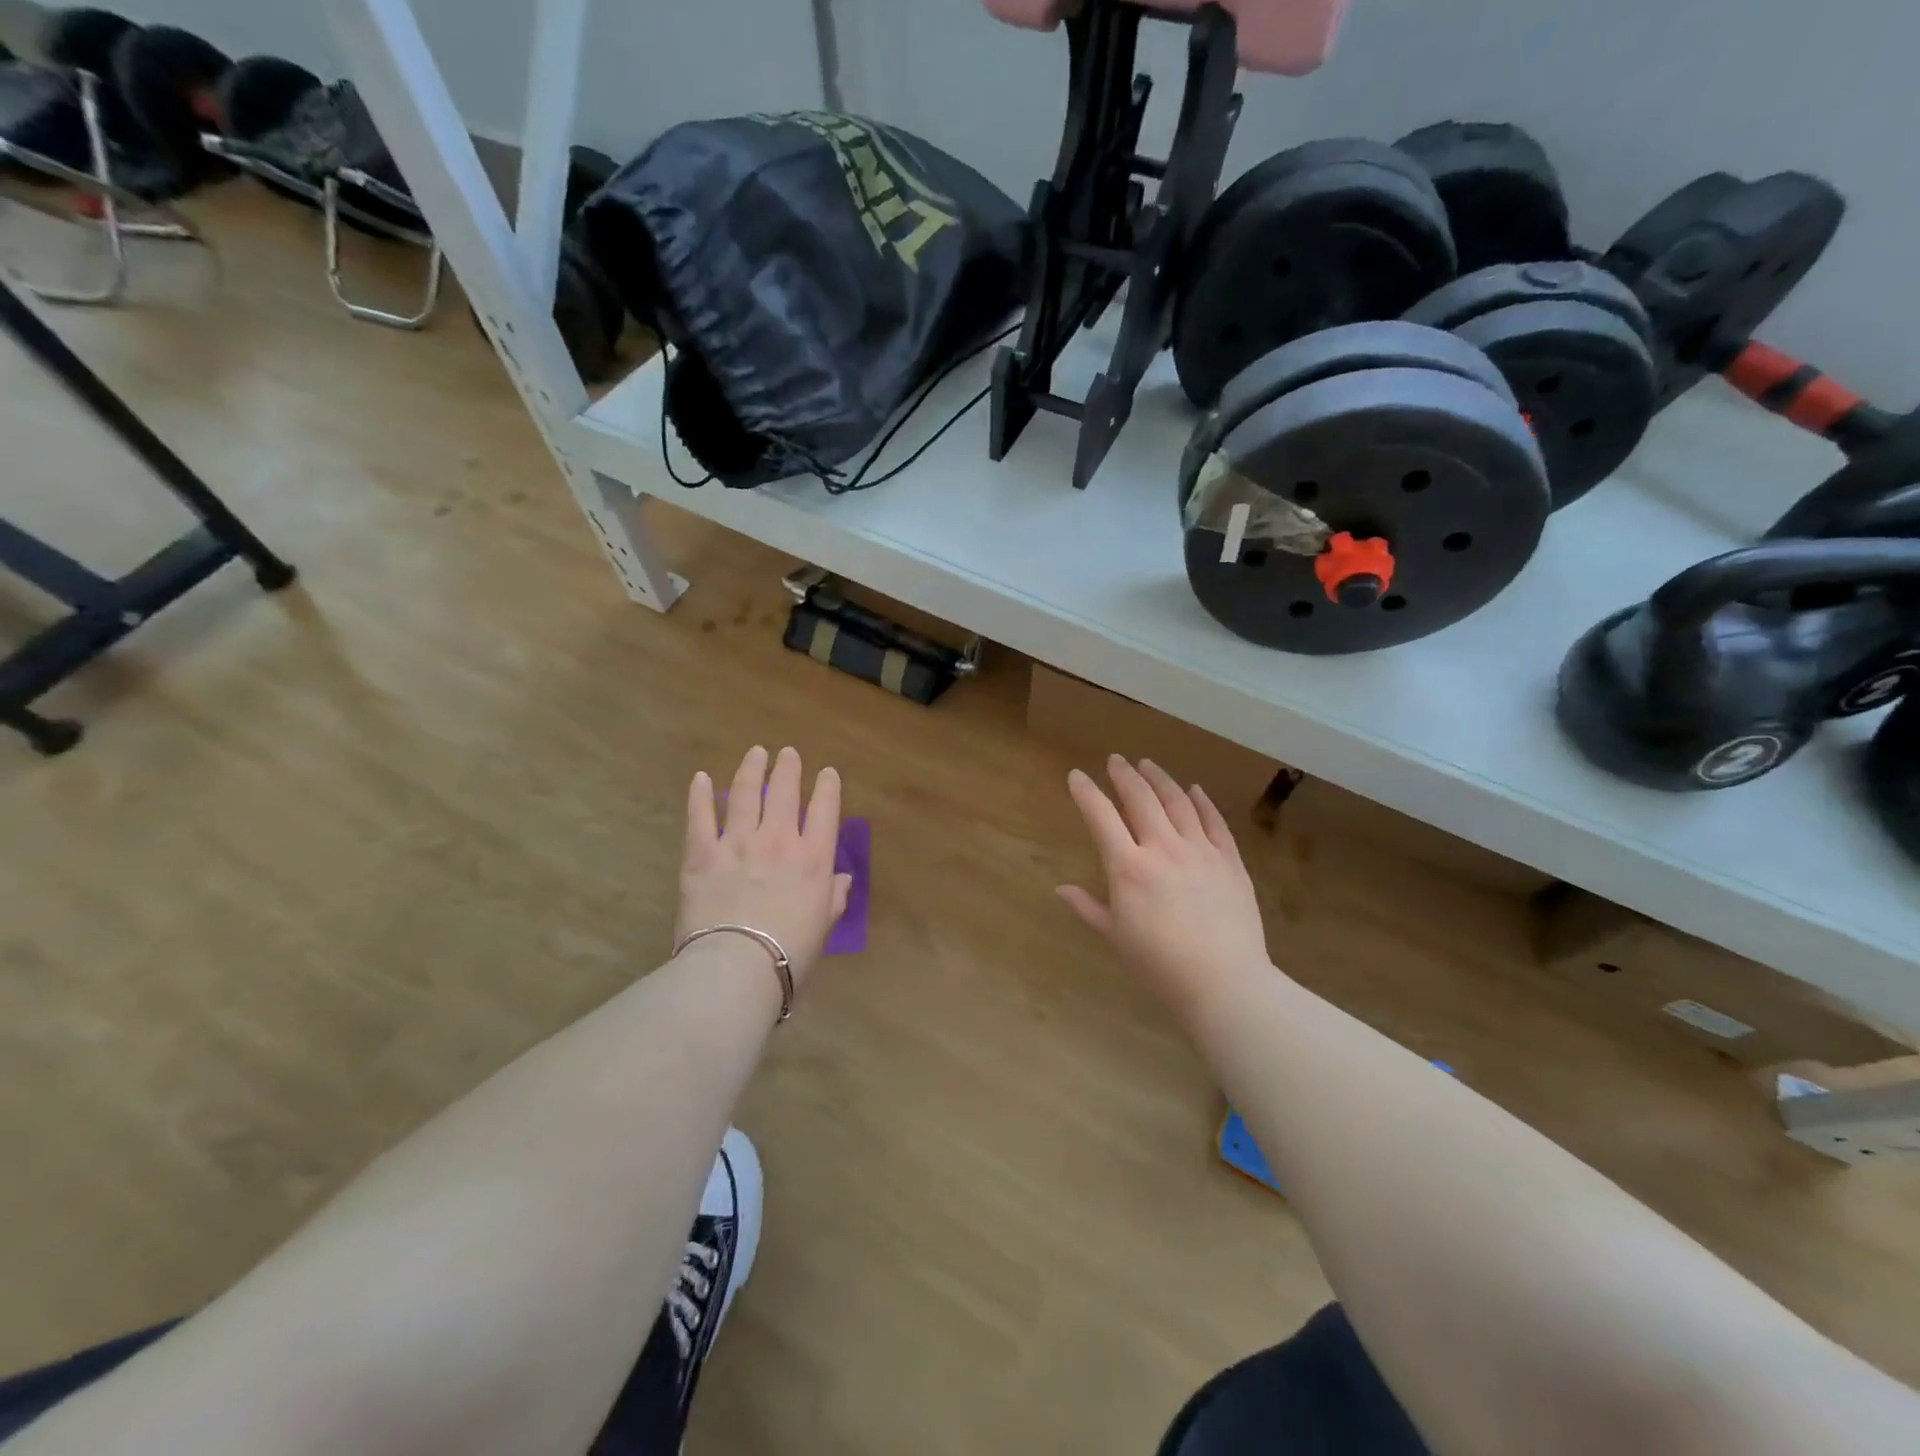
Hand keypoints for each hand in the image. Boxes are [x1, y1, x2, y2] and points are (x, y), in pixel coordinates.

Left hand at [677, 745, 852, 991]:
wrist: (737, 967)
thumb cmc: (790, 953)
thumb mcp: (824, 926)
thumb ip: (834, 898)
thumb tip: (841, 879)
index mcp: (813, 858)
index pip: (825, 810)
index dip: (828, 787)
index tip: (827, 773)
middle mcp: (778, 840)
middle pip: (785, 792)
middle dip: (788, 768)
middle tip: (788, 753)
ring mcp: (737, 843)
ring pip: (744, 794)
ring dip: (751, 769)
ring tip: (756, 753)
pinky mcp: (701, 854)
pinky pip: (700, 817)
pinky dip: (700, 795)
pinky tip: (700, 778)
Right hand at [1058, 757, 1271, 1014]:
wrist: (1224, 982)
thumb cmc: (1160, 965)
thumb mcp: (1115, 937)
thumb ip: (1088, 908)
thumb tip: (1060, 889)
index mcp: (1129, 867)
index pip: (1101, 817)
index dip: (1086, 793)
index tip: (1077, 776)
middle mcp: (1163, 848)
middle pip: (1141, 799)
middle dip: (1124, 775)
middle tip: (1116, 760)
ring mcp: (1200, 850)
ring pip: (1178, 802)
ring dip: (1160, 779)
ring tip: (1148, 765)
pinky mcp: (1230, 860)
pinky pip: (1214, 821)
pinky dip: (1202, 801)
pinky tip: (1194, 789)